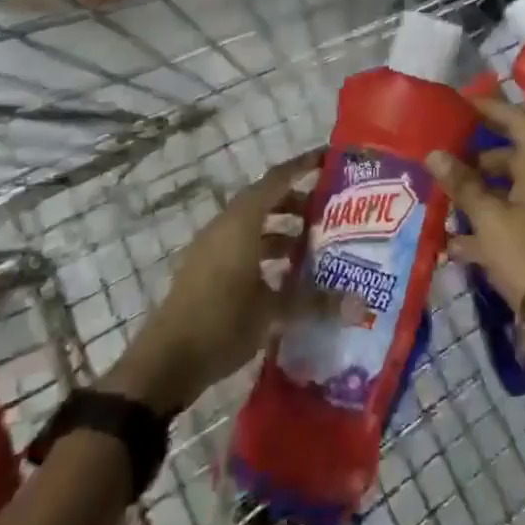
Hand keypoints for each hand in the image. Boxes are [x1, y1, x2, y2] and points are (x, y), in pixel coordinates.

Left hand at [99, 150, 326, 413]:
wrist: (164, 364)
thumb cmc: (221, 323)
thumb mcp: (273, 312)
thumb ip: (316, 302)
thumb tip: (361, 305)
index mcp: (241, 222)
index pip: (278, 178)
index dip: (303, 166)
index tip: (329, 159)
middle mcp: (225, 226)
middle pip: (266, 200)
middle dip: (298, 202)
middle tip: (330, 213)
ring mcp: (211, 248)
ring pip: (253, 225)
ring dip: (282, 230)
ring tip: (313, 248)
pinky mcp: (204, 271)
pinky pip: (241, 245)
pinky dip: (265, 250)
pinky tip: (285, 277)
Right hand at [427, 96, 524, 310]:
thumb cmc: (522, 249)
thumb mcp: (486, 215)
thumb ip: (461, 183)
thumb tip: (434, 154)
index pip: (516, 119)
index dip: (489, 108)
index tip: (460, 106)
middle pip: (508, 155)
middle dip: (475, 158)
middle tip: (444, 158)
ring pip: (505, 188)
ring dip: (476, 192)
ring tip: (442, 198)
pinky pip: (507, 217)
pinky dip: (484, 224)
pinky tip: (453, 242)